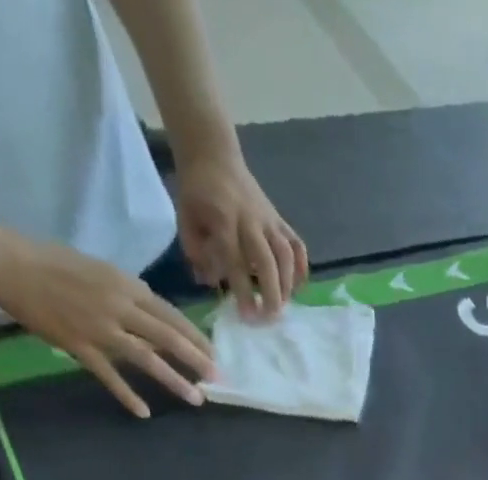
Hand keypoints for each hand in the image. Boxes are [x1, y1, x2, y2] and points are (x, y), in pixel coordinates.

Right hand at [0, 232, 212, 417]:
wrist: (5, 261)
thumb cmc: (53, 263)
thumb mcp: (101, 272)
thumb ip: (130, 295)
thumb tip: (157, 318)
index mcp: (124, 285)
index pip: (170, 315)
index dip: (195, 337)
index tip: (214, 354)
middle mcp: (117, 306)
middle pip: (167, 337)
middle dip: (197, 360)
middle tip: (218, 379)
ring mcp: (98, 328)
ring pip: (146, 358)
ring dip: (174, 380)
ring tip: (196, 398)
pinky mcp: (77, 345)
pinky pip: (108, 375)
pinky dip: (127, 395)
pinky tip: (144, 412)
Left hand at [173, 150, 308, 315]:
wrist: (213, 154)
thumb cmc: (197, 191)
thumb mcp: (185, 217)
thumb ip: (196, 251)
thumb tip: (211, 282)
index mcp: (224, 220)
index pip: (236, 261)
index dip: (243, 290)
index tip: (248, 316)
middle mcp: (251, 221)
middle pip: (267, 261)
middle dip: (271, 293)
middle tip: (270, 317)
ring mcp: (269, 221)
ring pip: (286, 256)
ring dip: (288, 284)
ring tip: (283, 305)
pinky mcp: (280, 221)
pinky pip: (297, 246)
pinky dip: (302, 268)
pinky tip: (298, 286)